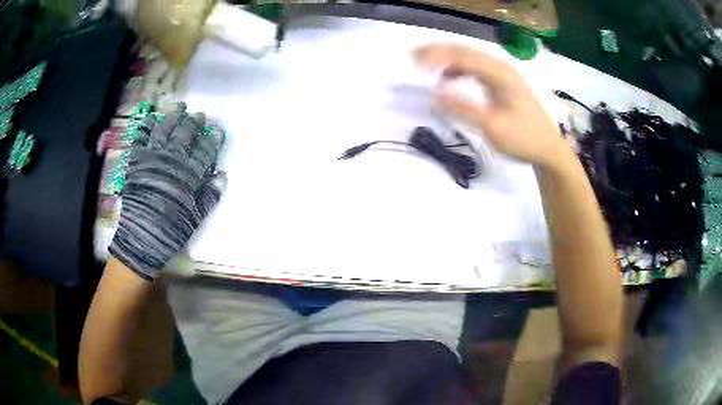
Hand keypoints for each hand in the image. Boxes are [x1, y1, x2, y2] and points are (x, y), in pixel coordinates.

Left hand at [109, 102, 224, 280]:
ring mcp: (152, 157)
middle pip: (185, 134)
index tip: (217, 130)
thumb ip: (210, 195)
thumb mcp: (196, 217)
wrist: (141, 238)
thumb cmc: (171, 230)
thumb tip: (222, 175)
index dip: (213, 138)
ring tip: (179, 106)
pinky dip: (146, 126)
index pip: (205, 150)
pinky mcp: (136, 160)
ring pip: (165, 129)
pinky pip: (141, 137)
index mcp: (189, 174)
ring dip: (173, 116)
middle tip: (199, 115)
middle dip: (194, 122)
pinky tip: (152, 117)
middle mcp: (172, 159)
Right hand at [415, 45, 567, 167]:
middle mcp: (501, 68)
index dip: (437, 56)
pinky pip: (477, 69)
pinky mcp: (503, 83)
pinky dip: (459, 70)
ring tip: (426, 66)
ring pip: (470, 58)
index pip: (462, 57)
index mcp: (500, 74)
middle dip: (438, 51)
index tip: (414, 61)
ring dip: (448, 59)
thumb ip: (462, 108)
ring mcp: (504, 74)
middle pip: (465, 51)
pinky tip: (449, 78)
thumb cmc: (523, 139)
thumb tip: (434, 94)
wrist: (549, 149)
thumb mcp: (492, 126)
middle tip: (414, 56)